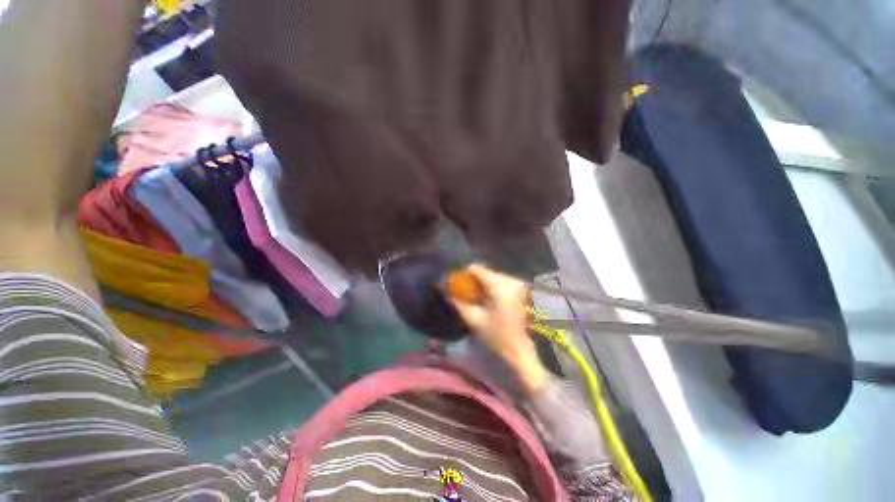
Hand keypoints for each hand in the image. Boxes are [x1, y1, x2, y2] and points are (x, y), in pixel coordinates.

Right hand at [448, 264, 546, 393]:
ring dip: (484, 286)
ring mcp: (519, 284)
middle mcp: (509, 279)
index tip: (459, 287)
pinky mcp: (524, 290)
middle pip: (485, 272)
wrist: (525, 351)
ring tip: (480, 303)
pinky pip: (502, 284)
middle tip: (468, 298)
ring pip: (494, 278)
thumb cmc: (499, 336)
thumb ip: (459, 304)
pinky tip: (492, 304)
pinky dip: (494, 290)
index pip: (476, 268)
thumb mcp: (475, 320)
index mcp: (498, 284)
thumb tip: (448, 293)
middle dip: (474, 283)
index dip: (464, 275)